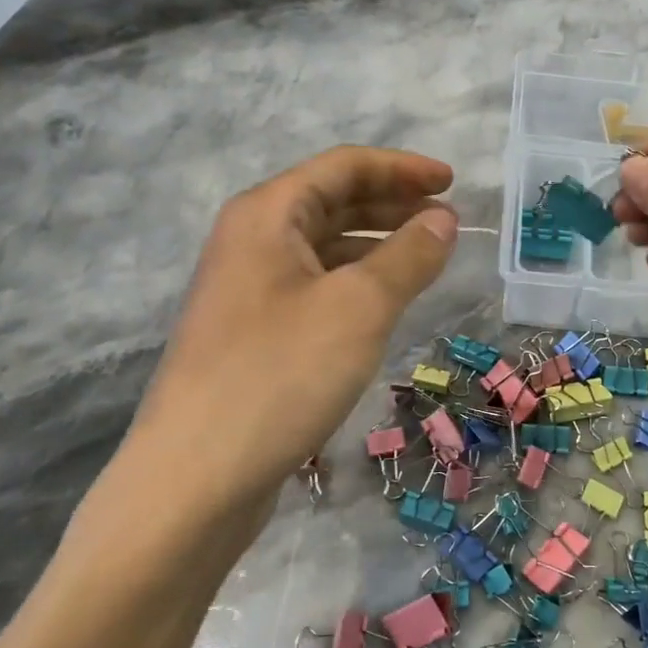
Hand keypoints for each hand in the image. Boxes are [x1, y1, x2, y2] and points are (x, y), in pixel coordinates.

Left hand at [122, 146, 457, 505]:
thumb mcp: (359, 307)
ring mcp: (247, 289)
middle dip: (392, 204)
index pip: (344, 166)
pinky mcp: (252, 333)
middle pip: (331, 202)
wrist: (194, 480)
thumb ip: (409, 256)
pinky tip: (384, 305)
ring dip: (376, 245)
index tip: (452, 182)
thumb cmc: (280, 374)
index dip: (402, 168)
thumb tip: (443, 219)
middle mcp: (251, 240)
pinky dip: (355, 283)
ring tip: (426, 260)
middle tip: (447, 220)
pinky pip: (314, 287)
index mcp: (267, 214)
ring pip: (323, 247)